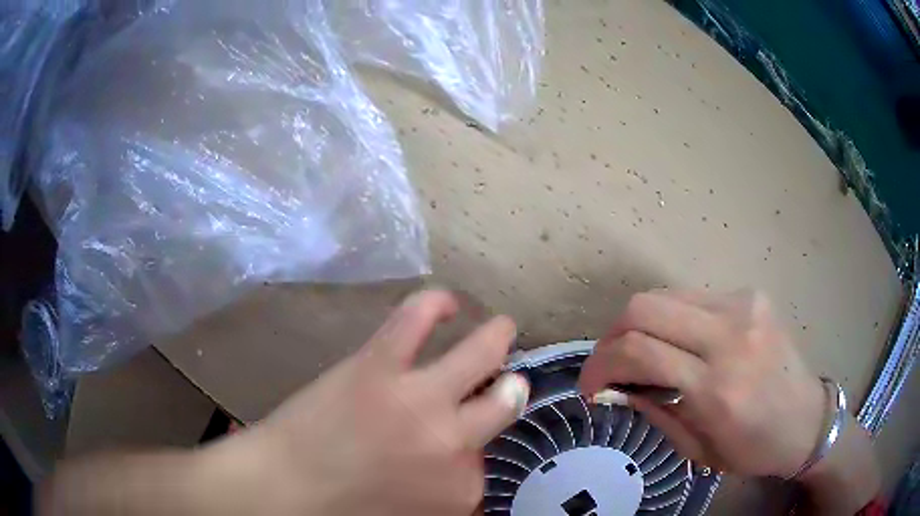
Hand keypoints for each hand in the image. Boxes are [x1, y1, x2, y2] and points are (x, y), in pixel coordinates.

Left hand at [228, 290, 529, 515]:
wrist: (282, 490)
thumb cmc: (344, 510)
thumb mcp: (414, 515)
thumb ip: (448, 491)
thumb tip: (460, 463)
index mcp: (461, 488)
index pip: (486, 464)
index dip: (470, 452)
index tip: (455, 447)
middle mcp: (453, 441)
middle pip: (505, 404)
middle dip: (510, 393)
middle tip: (507, 384)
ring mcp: (419, 398)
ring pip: (481, 353)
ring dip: (498, 338)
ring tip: (502, 329)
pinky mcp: (379, 364)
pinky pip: (417, 319)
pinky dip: (436, 303)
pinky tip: (447, 304)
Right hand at [578, 289, 824, 477]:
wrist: (807, 420)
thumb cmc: (753, 448)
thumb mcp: (697, 450)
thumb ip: (655, 411)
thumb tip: (616, 387)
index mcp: (717, 388)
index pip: (639, 352)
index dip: (599, 365)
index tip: (589, 386)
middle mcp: (730, 336)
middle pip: (644, 308)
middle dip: (612, 337)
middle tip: (611, 366)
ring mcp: (743, 307)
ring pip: (664, 295)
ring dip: (640, 325)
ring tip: (641, 353)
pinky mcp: (751, 295)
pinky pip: (693, 297)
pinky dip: (673, 319)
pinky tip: (681, 342)